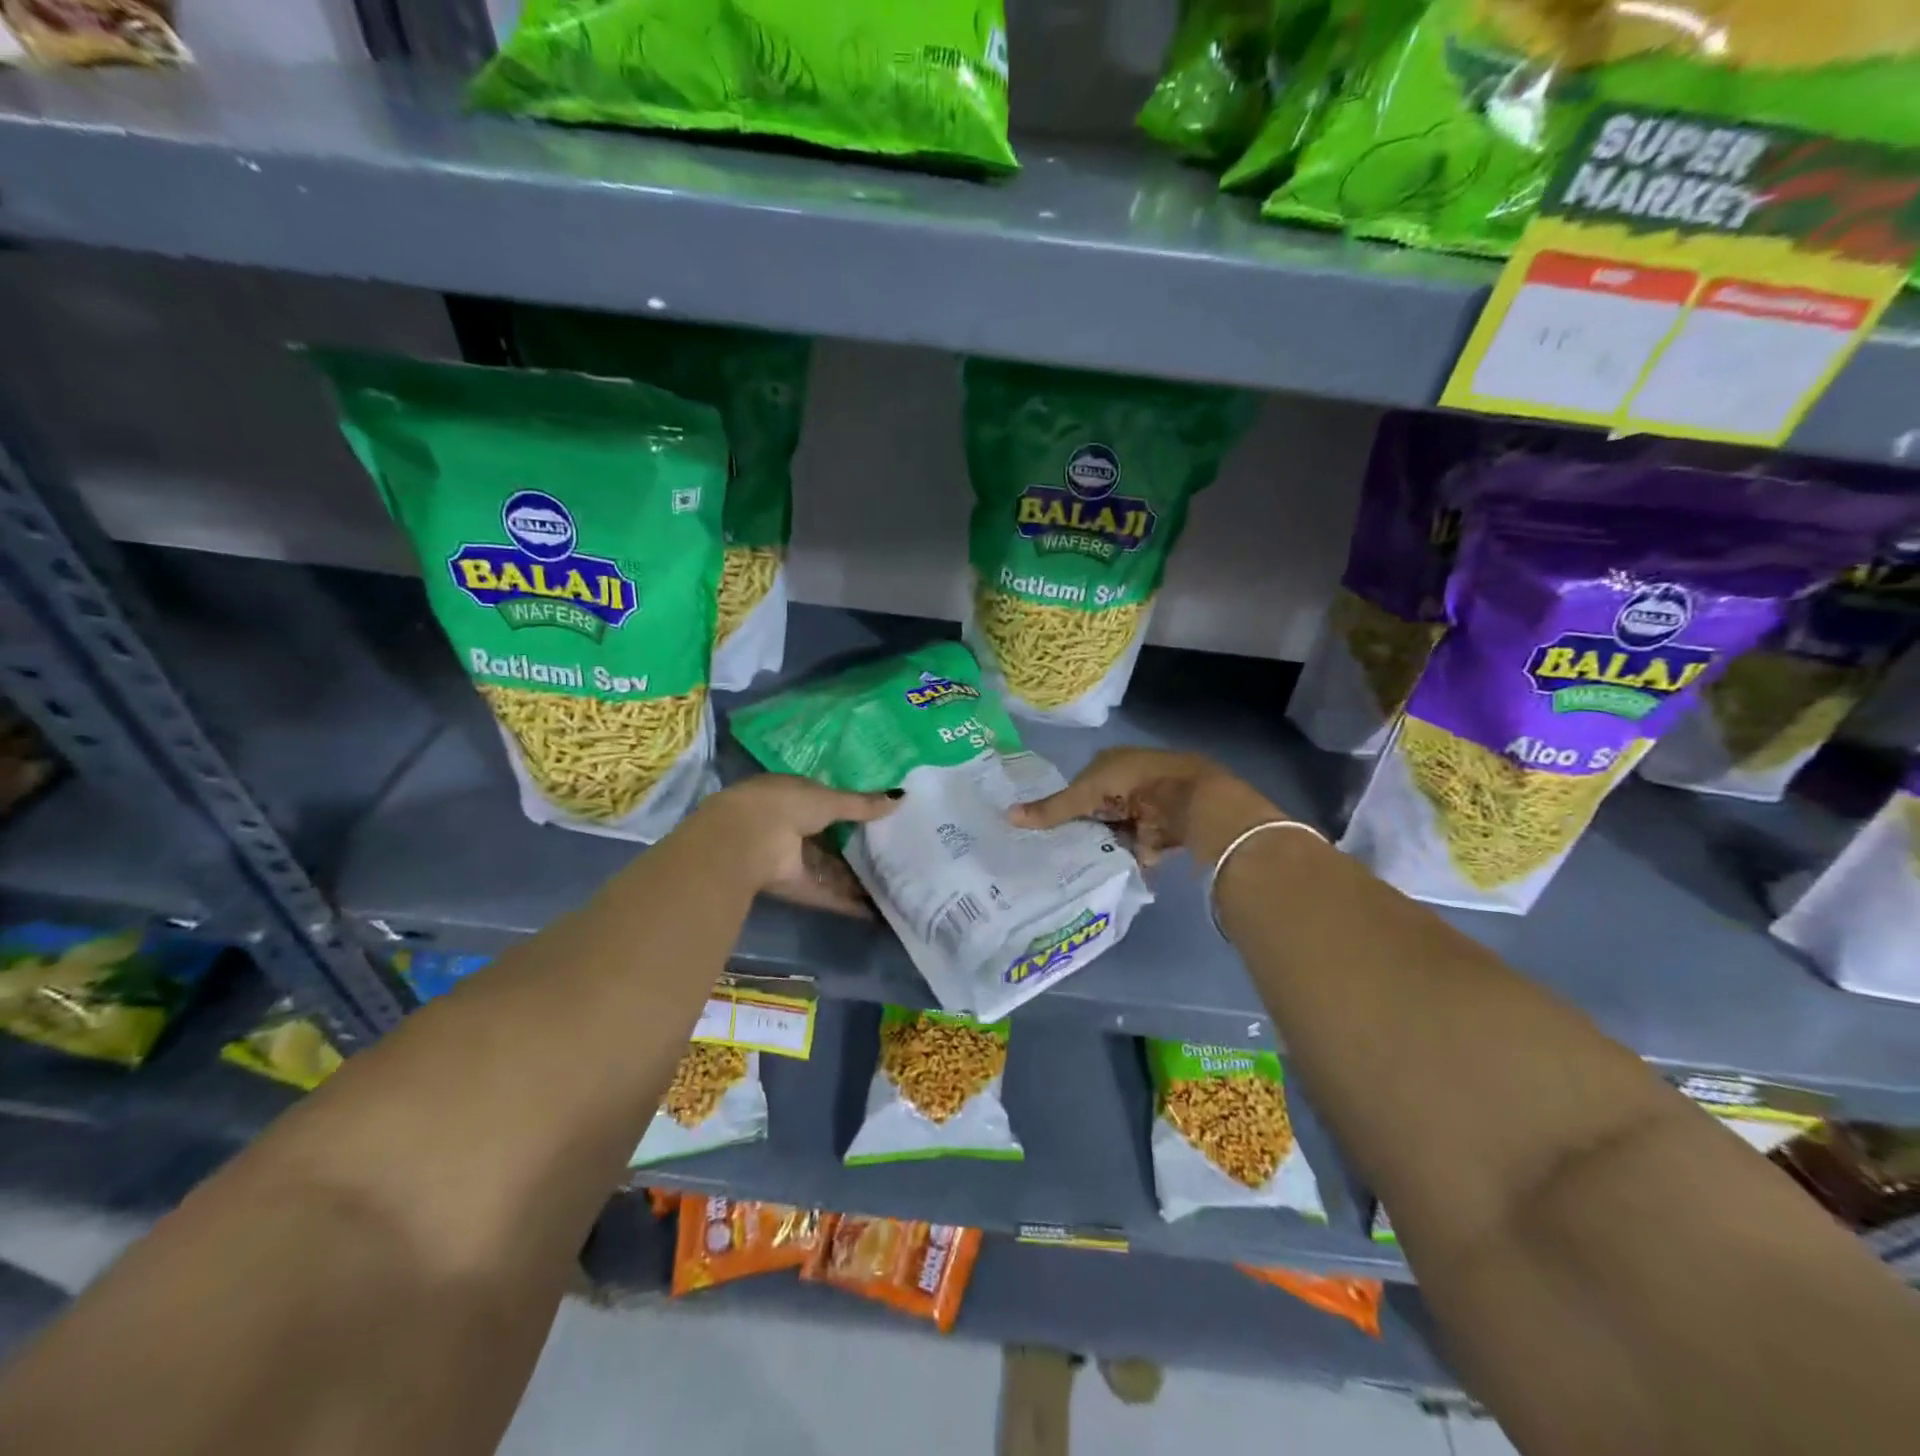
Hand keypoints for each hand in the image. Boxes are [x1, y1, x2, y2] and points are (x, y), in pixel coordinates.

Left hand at [700, 775, 897, 916]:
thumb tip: (900, 797)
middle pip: (826, 837)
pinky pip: (822, 892)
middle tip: (889, 854)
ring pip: (825, 867)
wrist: (745, 840)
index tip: (878, 818)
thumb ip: (863, 804)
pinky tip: (871, 911)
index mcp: (791, 794)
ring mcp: (787, 856)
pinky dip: (844, 901)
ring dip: (852, 877)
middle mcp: (787, 824)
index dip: (849, 809)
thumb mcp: (830, 799)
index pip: (824, 801)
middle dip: (853, 847)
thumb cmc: (787, 805)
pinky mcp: (789, 885)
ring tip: (888, 885)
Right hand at [1008, 747, 1274, 866]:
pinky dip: (1118, 860)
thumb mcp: (1086, 793)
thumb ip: (1052, 809)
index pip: (1077, 785)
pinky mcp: (1157, 833)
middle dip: (1078, 830)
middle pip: (1094, 811)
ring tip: (1066, 870)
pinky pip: (1130, 849)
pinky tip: (1096, 876)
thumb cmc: (1134, 783)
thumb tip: (1007, 815)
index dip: (1061, 805)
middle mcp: (1125, 783)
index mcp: (1108, 763)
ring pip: (1110, 832)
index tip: (1039, 829)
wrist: (1191, 799)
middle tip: (1048, 854)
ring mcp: (1143, 808)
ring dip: (1097, 847)